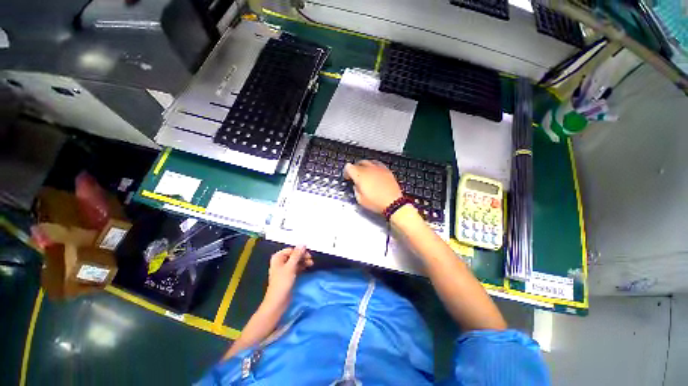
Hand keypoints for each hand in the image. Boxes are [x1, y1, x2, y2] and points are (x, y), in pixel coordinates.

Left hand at [265, 246, 312, 304]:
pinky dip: (301, 266)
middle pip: (294, 255)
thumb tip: (303, 243)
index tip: (308, 255)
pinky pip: (296, 267)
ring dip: (303, 261)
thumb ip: (297, 255)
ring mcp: (284, 269)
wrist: (278, 302)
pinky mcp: (288, 275)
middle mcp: (280, 261)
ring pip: (296, 261)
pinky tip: (307, 267)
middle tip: (311, 260)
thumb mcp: (290, 267)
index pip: (291, 250)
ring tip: (311, 264)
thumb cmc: (282, 283)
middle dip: (302, 256)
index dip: (300, 251)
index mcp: (278, 257)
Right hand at [344, 160, 402, 213]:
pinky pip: (378, 164)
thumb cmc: (376, 202)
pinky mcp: (386, 170)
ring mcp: (378, 168)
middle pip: (358, 163)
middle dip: (355, 168)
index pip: (349, 167)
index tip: (348, 177)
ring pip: (368, 161)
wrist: (393, 202)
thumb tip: (357, 186)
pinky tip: (375, 172)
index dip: (346, 172)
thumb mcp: (360, 199)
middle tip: (355, 175)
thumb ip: (356, 189)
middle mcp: (368, 169)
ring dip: (364, 166)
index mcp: (360, 175)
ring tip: (365, 172)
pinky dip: (374, 166)